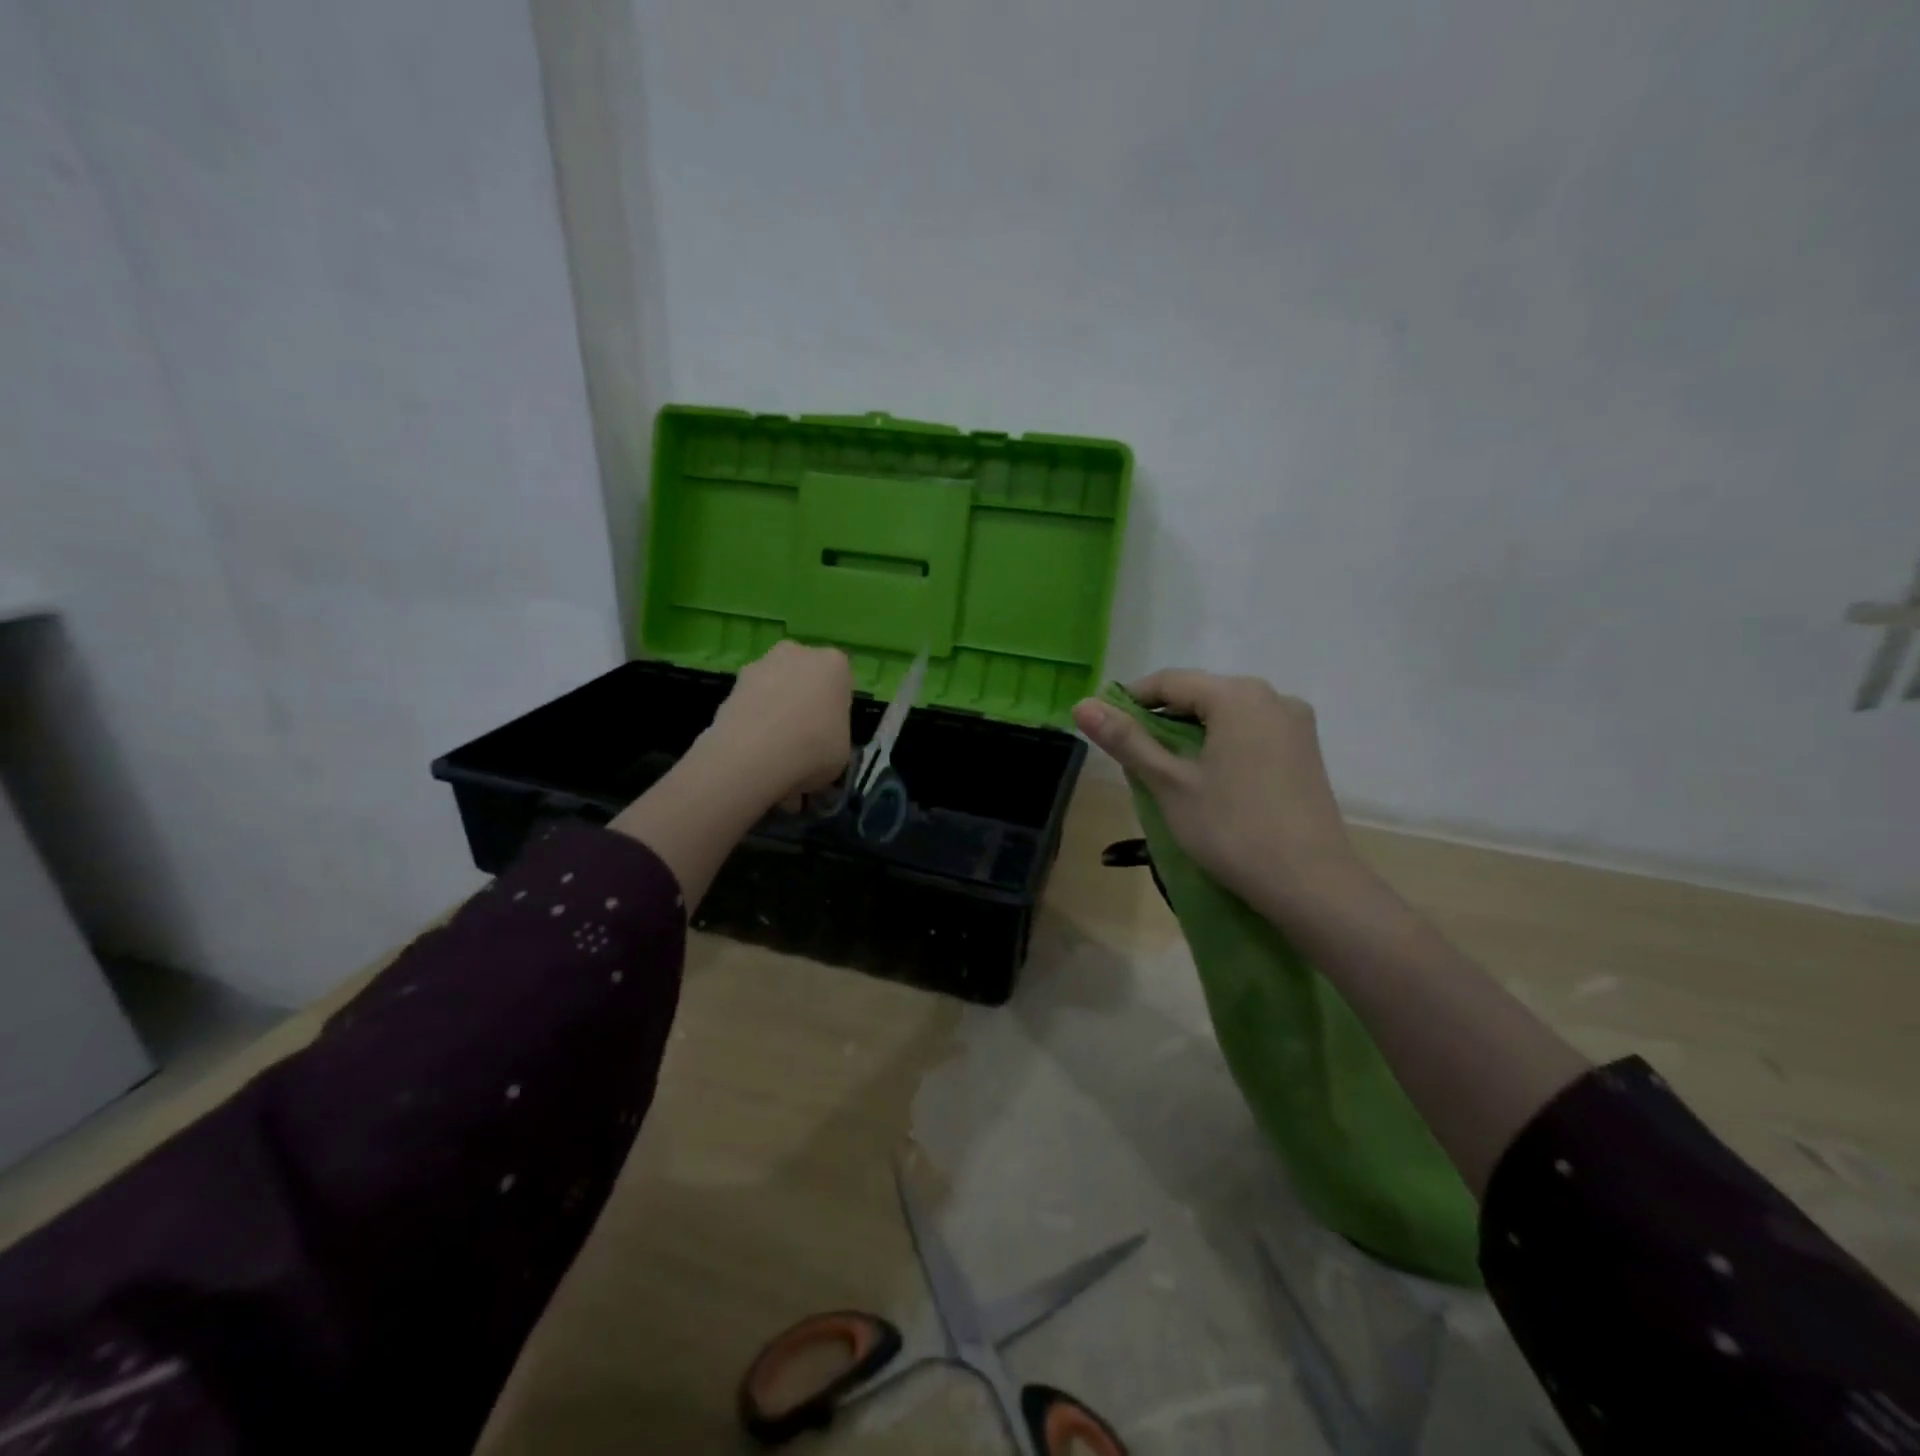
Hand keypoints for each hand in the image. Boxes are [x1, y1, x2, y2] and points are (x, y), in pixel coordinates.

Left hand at [700, 640, 852, 802]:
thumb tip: (821, 739)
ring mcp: (760, 665)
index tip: (830, 730)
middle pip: (805, 675)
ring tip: (773, 745)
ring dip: (776, 706)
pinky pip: (751, 701)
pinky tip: (753, 746)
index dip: (835, 708)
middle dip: (803, 698)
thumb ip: (835, 734)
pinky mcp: (731, 684)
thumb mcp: (843, 750)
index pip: (840, 682)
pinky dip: (753, 718)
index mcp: (833, 664)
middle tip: (803, 734)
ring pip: (775, 685)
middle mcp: (797, 653)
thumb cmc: (814, 748)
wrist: (753, 755)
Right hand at [1072, 670, 1364, 908]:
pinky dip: (1221, 745)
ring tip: (1163, 769)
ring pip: (1227, 715)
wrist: (1311, 885)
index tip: (1103, 726)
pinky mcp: (1305, 752)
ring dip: (1190, 734)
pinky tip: (1206, 777)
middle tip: (1130, 754)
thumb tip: (1082, 705)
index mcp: (1238, 695)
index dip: (1130, 700)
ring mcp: (1295, 725)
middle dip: (1161, 718)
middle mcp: (1272, 697)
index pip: (1170, 682)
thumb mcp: (1170, 783)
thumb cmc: (1231, 828)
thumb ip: (1127, 740)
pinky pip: (1251, 733)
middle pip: (1201, 695)